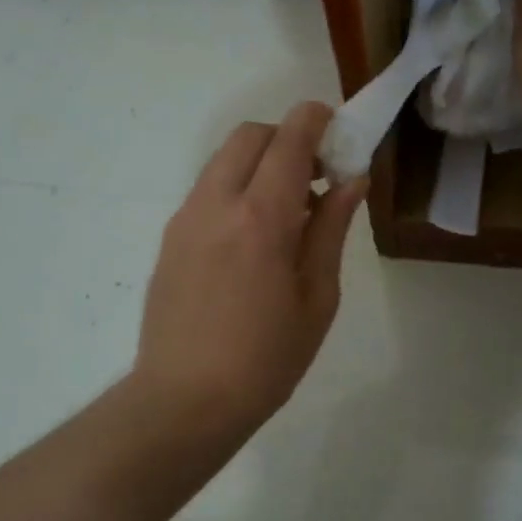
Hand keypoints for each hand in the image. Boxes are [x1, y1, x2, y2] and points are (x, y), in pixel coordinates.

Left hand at [133, 102, 366, 441]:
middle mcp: (217, 203)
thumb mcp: (317, 297)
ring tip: (286, 213)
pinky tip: (252, 238)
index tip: (337, 128)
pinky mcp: (169, 238)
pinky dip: (235, 189)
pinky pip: (207, 191)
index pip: (289, 140)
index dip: (316, 120)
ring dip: (258, 164)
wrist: (184, 401)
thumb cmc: (266, 359)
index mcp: (262, 218)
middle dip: (286, 138)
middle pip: (249, 135)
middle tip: (315, 177)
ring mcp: (185, 219)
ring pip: (223, 160)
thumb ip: (332, 229)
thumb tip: (352, 180)